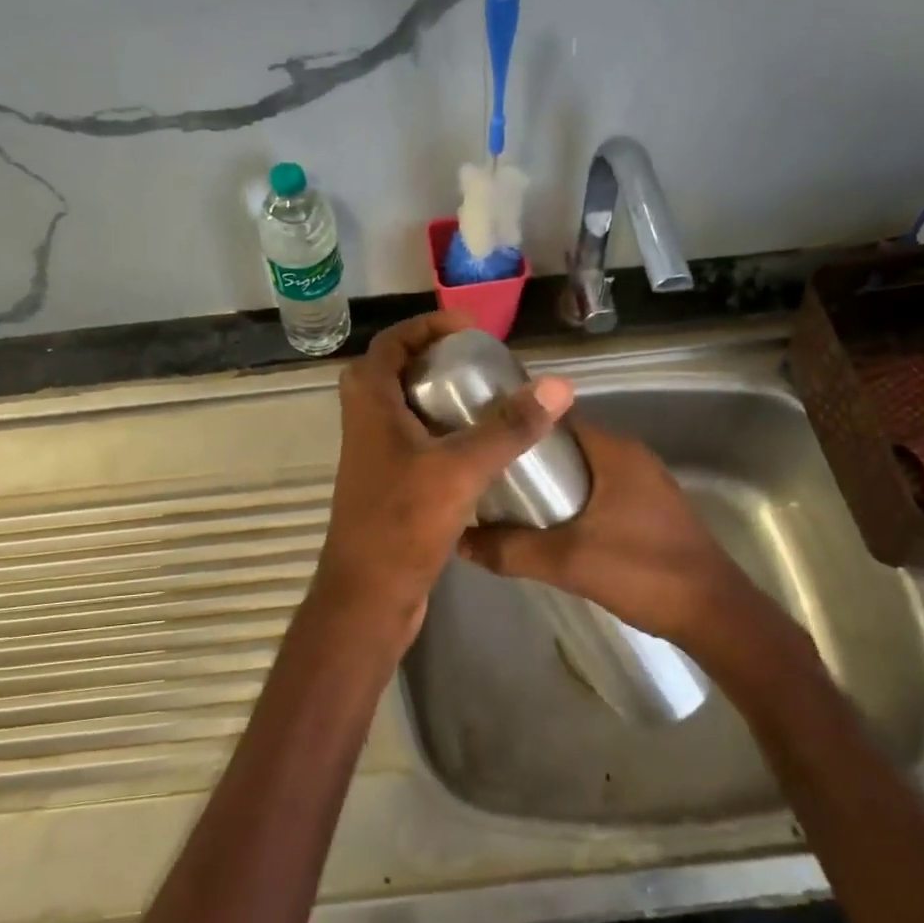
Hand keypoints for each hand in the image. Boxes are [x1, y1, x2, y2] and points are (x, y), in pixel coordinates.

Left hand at [311, 311, 574, 656]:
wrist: (368, 595)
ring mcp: (374, 454)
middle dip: (438, 359)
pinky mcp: (388, 483)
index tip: (471, 331)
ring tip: (489, 398)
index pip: (392, 342)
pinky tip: (481, 446)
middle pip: (398, 371)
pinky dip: (443, 431)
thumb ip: (508, 427)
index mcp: (370, 402)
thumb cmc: (403, 523)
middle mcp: (365, 421)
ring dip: (441, 396)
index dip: (429, 327)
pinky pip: (415, 440)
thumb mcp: (460, 468)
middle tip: (483, 364)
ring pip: (406, 408)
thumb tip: (558, 386)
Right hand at [458, 418, 760, 655]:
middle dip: (527, 460)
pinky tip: (550, 528)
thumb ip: (511, 549)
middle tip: (486, 479)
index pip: (555, 418)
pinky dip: (572, 501)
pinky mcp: (650, 509)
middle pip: (566, 444)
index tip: (482, 441)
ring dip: (550, 484)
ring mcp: (645, 483)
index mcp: (614, 450)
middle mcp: (631, 456)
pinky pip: (599, 490)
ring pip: (583, 470)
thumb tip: (459, 541)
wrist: (715, 614)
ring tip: (507, 504)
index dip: (517, 425)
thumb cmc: (643, 572)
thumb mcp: (567, 561)